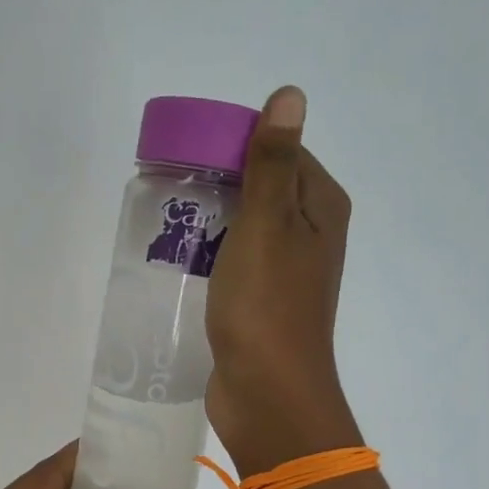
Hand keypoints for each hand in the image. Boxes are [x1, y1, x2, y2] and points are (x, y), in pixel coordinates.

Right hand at [205, 86, 361, 474]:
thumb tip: (290, 95)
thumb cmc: (267, 305)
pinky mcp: (260, 302)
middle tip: (169, 184)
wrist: (267, 392)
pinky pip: (235, 262)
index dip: (238, 145)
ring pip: (245, 227)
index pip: (282, 152)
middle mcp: (311, 235)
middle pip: (262, 189)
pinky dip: (211, 254)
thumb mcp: (266, 224)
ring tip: (167, 220)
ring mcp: (286, 272)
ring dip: (211, 220)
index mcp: (321, 208)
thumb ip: (272, 163)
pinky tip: (180, 258)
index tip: (189, 149)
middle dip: (219, 182)